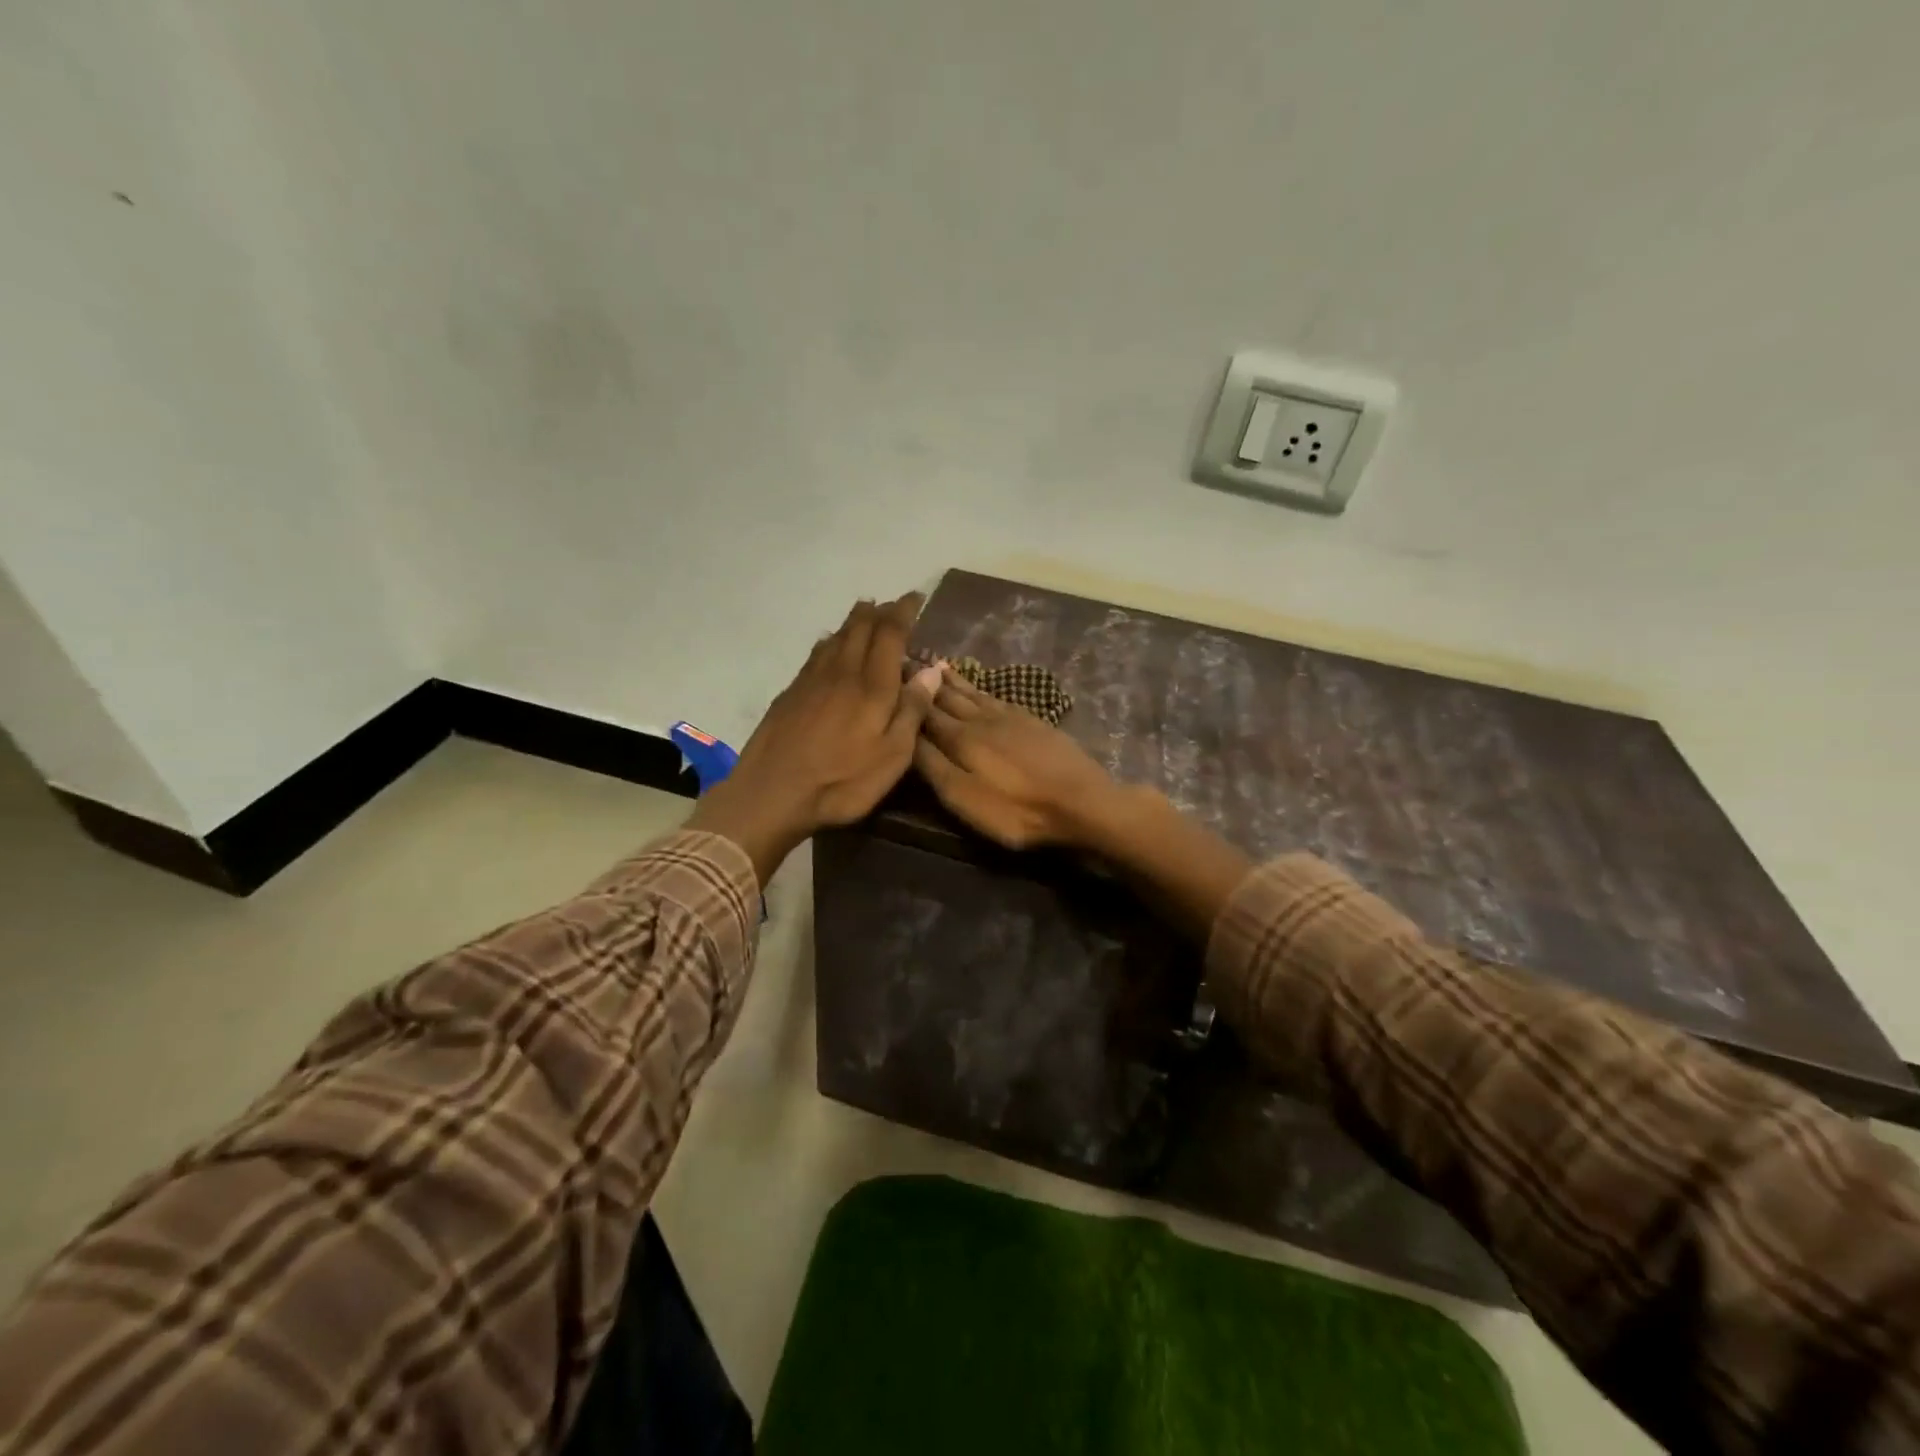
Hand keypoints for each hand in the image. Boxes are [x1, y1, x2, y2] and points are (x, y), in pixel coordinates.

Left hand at [688, 594, 941, 882]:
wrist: (772, 793)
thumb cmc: (842, 782)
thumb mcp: (892, 756)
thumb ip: (912, 710)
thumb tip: (932, 669)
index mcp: (872, 685)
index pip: (890, 633)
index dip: (904, 611)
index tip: (916, 598)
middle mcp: (842, 672)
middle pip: (860, 628)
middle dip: (879, 612)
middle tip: (893, 604)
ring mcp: (811, 681)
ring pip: (836, 637)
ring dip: (854, 621)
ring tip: (866, 613)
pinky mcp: (791, 693)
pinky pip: (816, 654)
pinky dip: (830, 641)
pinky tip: (830, 645)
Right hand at [913, 668, 1127, 849]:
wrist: (1080, 800)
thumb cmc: (1016, 808)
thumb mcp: (964, 798)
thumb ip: (933, 766)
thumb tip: (906, 736)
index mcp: (960, 738)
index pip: (924, 711)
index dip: (906, 695)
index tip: (888, 674)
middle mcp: (980, 719)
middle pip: (947, 696)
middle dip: (925, 681)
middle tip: (906, 660)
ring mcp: (1010, 717)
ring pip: (973, 693)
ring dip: (952, 680)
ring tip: (936, 664)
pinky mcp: (1032, 721)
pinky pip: (997, 697)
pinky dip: (981, 688)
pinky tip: (979, 688)